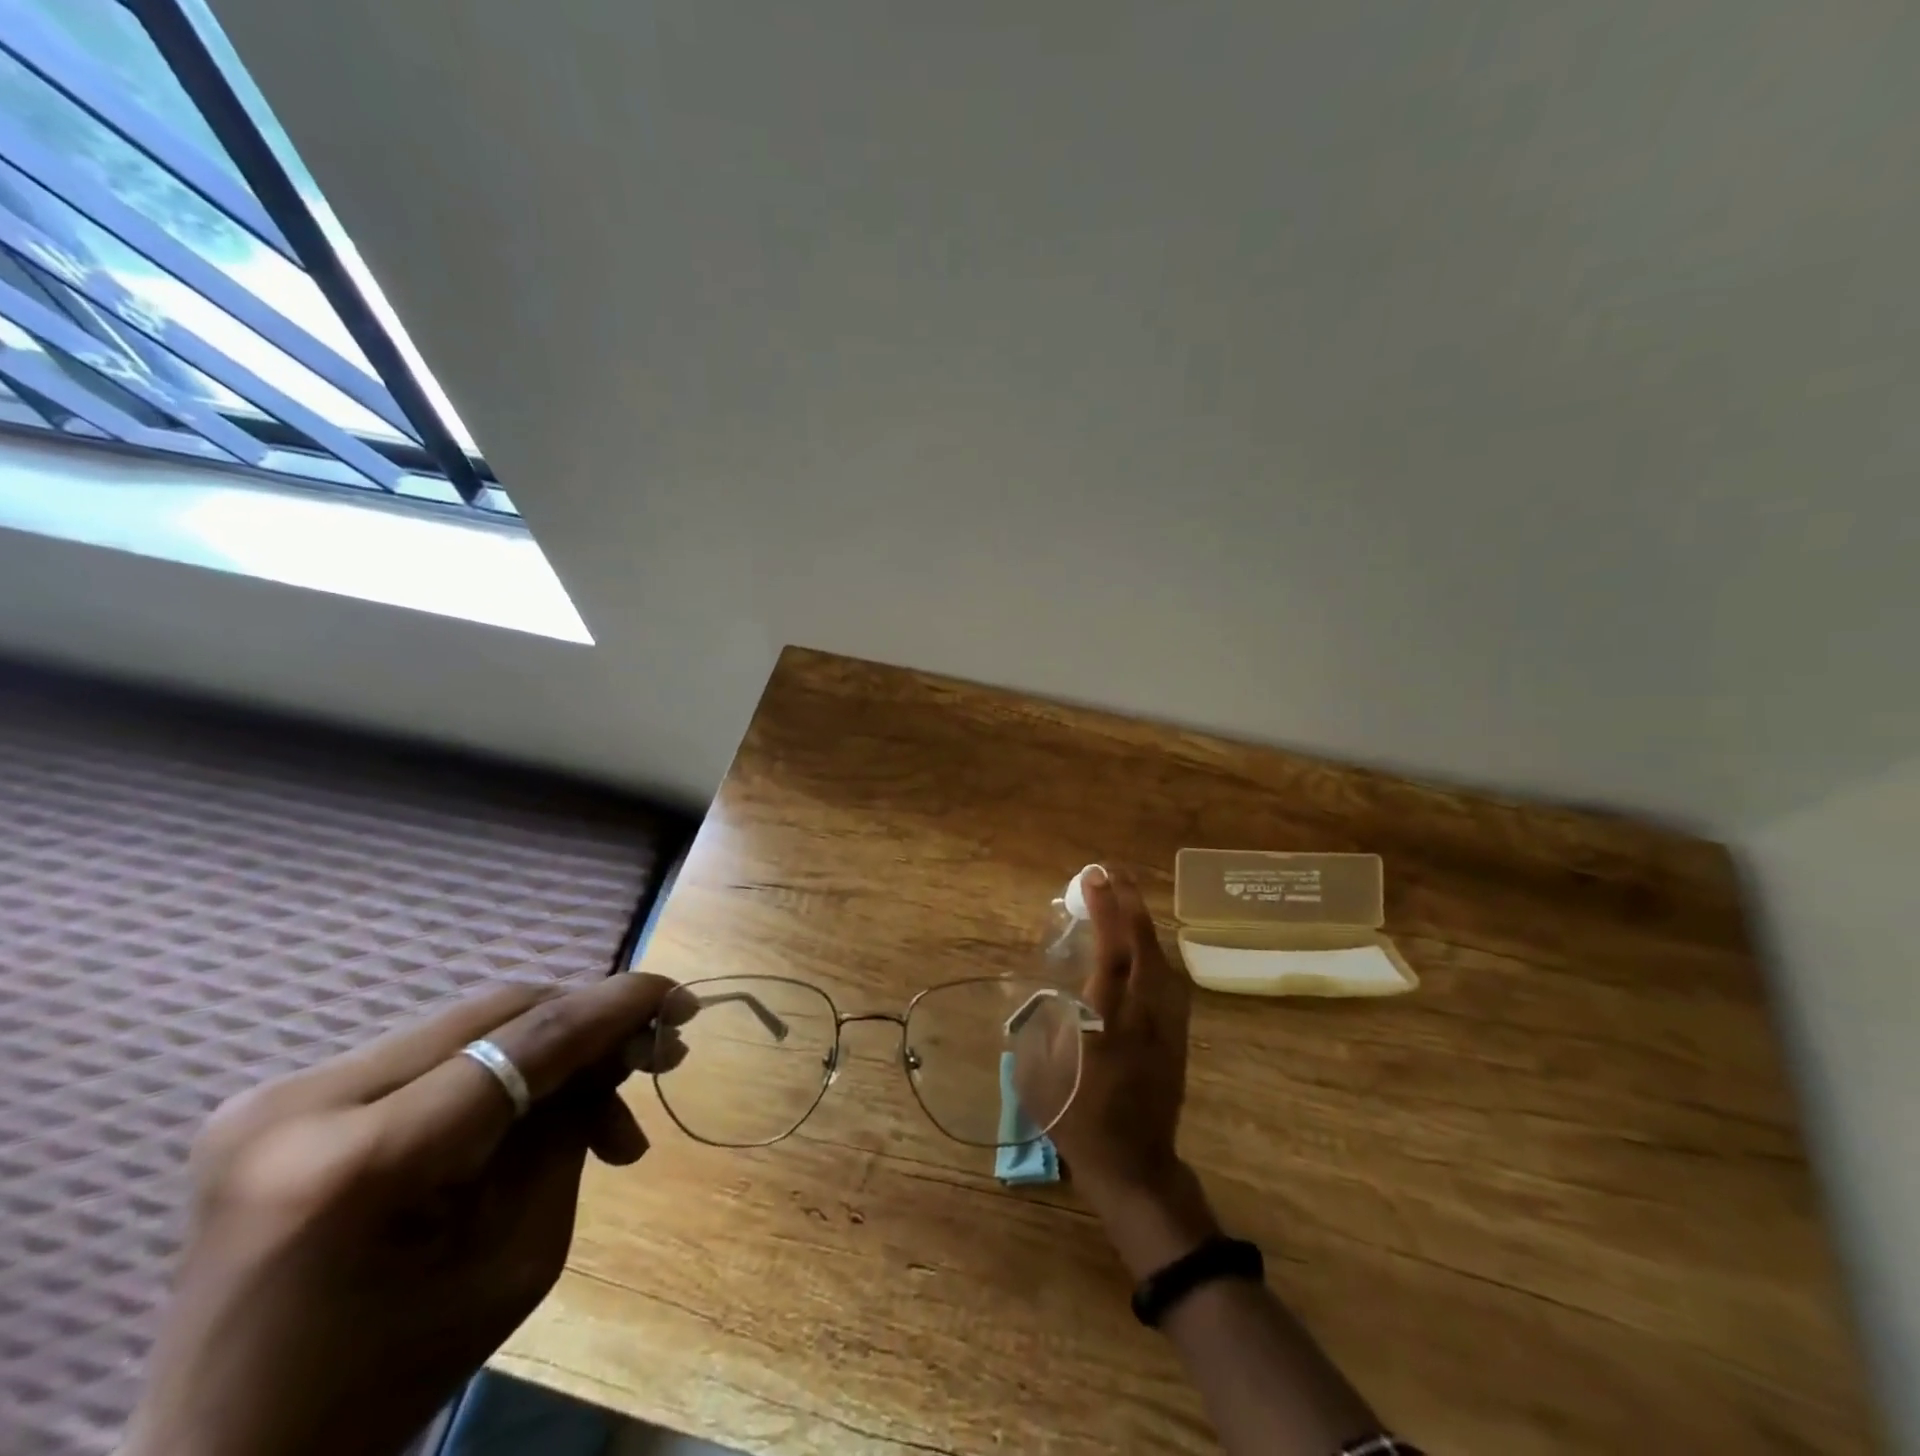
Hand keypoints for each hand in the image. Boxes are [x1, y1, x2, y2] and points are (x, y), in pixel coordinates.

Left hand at [123, 973, 677, 1455]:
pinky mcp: (277, 1099)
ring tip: (601, 1101)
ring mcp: (277, 1096)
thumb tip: (618, 1052)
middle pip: (497, 1015)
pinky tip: (528, 1107)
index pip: (524, 1041)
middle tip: (654, 1053)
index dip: (616, 1005)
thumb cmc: (390, 1379)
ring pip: (468, 1025)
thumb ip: (568, 1134)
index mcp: (361, 1164)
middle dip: (589, 1024)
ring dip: (548, 1048)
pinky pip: (427, 1053)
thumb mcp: (519, 1257)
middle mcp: (303, 1104)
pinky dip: (496, 1066)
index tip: (679, 996)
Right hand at [1035, 865, 1220, 1275]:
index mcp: (1107, 1024)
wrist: (1137, 1167)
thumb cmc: (1080, 1123)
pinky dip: (1153, 949)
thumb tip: (1031, 989)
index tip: (1092, 877)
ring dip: (1143, 922)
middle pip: (1145, 947)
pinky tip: (1141, 942)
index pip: (1112, 955)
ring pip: (1162, 959)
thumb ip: (1038, 1026)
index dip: (1105, 912)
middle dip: (1129, 903)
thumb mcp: (1041, 1077)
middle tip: (1110, 871)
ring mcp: (1168, 1025)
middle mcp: (1144, 1016)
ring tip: (1124, 896)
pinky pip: (1169, 978)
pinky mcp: (1179, 1035)